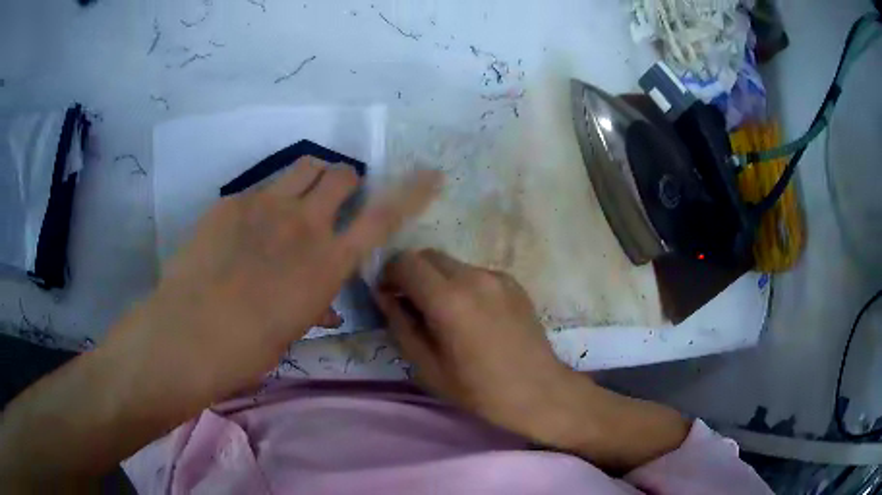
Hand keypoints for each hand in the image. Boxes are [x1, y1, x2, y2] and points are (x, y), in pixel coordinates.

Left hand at [111, 159, 440, 401]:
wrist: (189, 334)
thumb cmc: (248, 348)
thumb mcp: (291, 330)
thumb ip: (314, 305)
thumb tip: (324, 306)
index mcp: (327, 263)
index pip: (383, 216)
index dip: (412, 192)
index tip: (430, 174)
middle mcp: (304, 223)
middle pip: (340, 174)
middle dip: (344, 181)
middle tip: (332, 198)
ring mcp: (265, 205)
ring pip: (304, 165)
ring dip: (311, 176)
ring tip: (297, 198)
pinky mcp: (232, 201)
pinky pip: (262, 187)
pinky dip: (268, 198)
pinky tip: (248, 226)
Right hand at [375, 249, 689, 471]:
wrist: (539, 391)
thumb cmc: (479, 389)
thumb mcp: (428, 367)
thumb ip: (400, 325)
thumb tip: (385, 296)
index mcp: (448, 300)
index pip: (405, 262)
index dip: (389, 275)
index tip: (388, 296)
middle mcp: (473, 277)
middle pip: (428, 255)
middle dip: (412, 274)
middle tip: (411, 304)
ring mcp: (497, 276)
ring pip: (452, 263)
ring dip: (437, 279)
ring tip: (444, 313)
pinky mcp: (513, 282)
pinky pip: (475, 273)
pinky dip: (462, 285)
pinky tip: (472, 315)